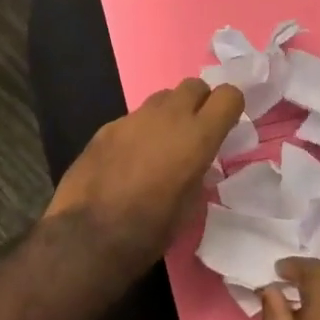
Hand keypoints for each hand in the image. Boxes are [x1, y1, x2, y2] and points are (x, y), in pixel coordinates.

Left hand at [46, 78, 243, 269]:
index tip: (226, 125)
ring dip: (169, 114)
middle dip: (200, 102)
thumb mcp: (190, 205)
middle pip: (193, 85)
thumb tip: (195, 164)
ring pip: (162, 98)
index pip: (228, 95)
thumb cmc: (150, 229)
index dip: (231, 107)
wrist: (89, 234)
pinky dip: (140, 131)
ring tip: (162, 145)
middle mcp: (167, 117)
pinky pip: (134, 119)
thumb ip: (198, 172)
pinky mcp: (107, 128)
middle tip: (195, 131)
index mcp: (197, 136)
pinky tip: (129, 159)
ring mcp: (133, 118)